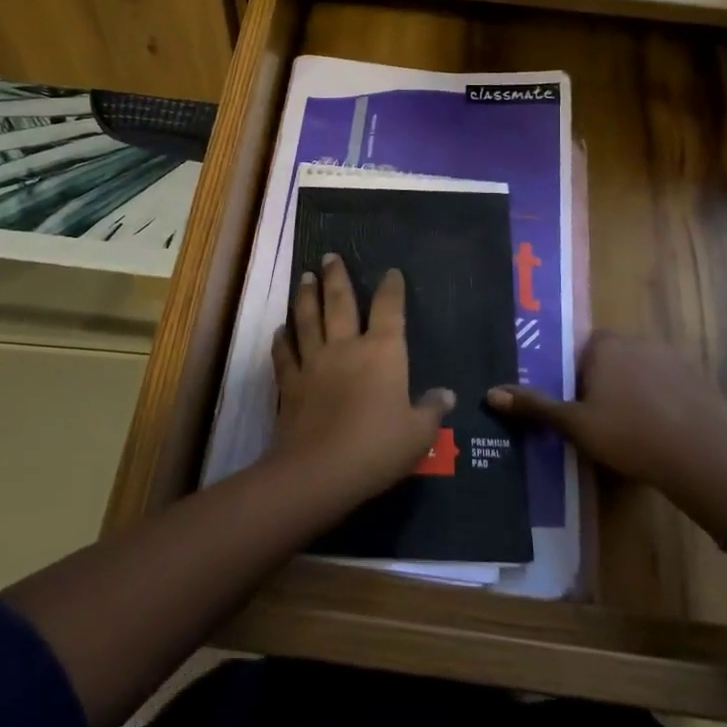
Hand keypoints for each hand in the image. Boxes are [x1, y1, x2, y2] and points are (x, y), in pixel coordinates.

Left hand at [270, 256, 454, 503]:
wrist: (320, 471)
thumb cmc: (378, 448)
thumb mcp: (418, 434)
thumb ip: (431, 410)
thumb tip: (446, 394)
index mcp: (383, 353)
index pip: (390, 310)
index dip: (392, 289)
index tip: (391, 272)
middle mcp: (346, 347)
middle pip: (340, 302)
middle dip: (336, 277)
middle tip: (330, 256)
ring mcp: (314, 362)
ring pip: (308, 319)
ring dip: (306, 296)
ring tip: (305, 276)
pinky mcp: (290, 383)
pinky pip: (284, 354)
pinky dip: (282, 340)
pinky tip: (280, 330)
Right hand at [487, 331, 726, 499]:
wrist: (703, 458)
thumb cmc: (629, 436)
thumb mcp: (575, 425)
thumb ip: (535, 406)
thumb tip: (491, 393)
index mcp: (604, 345)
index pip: (578, 352)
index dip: (574, 381)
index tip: (576, 409)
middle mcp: (636, 339)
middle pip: (608, 360)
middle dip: (602, 386)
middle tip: (600, 424)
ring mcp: (671, 356)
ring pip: (639, 372)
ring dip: (632, 393)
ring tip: (631, 432)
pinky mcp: (697, 377)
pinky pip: (667, 385)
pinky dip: (661, 402)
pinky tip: (661, 433)